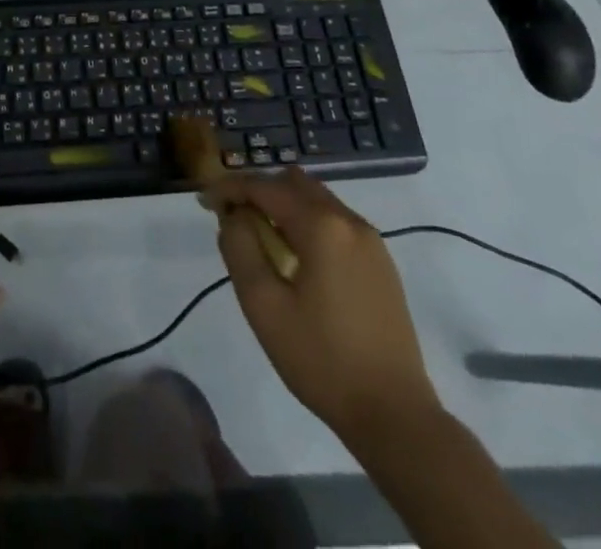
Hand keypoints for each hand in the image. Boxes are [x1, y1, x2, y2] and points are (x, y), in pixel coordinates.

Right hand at [210, 168, 438, 441]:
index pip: (264, 186)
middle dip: (259, 191)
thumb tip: (233, 216)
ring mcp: (371, 241)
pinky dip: (308, 223)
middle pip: (294, 183)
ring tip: (261, 238)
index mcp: (321, 225)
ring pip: (317, 199)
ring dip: (284, 206)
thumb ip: (240, 248)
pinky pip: (336, 222)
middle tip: (233, 218)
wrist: (395, 416)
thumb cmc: (322, 359)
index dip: (229, 188)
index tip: (205, 201)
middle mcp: (349, 220)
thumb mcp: (263, 305)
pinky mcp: (381, 263)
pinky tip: (296, 258)